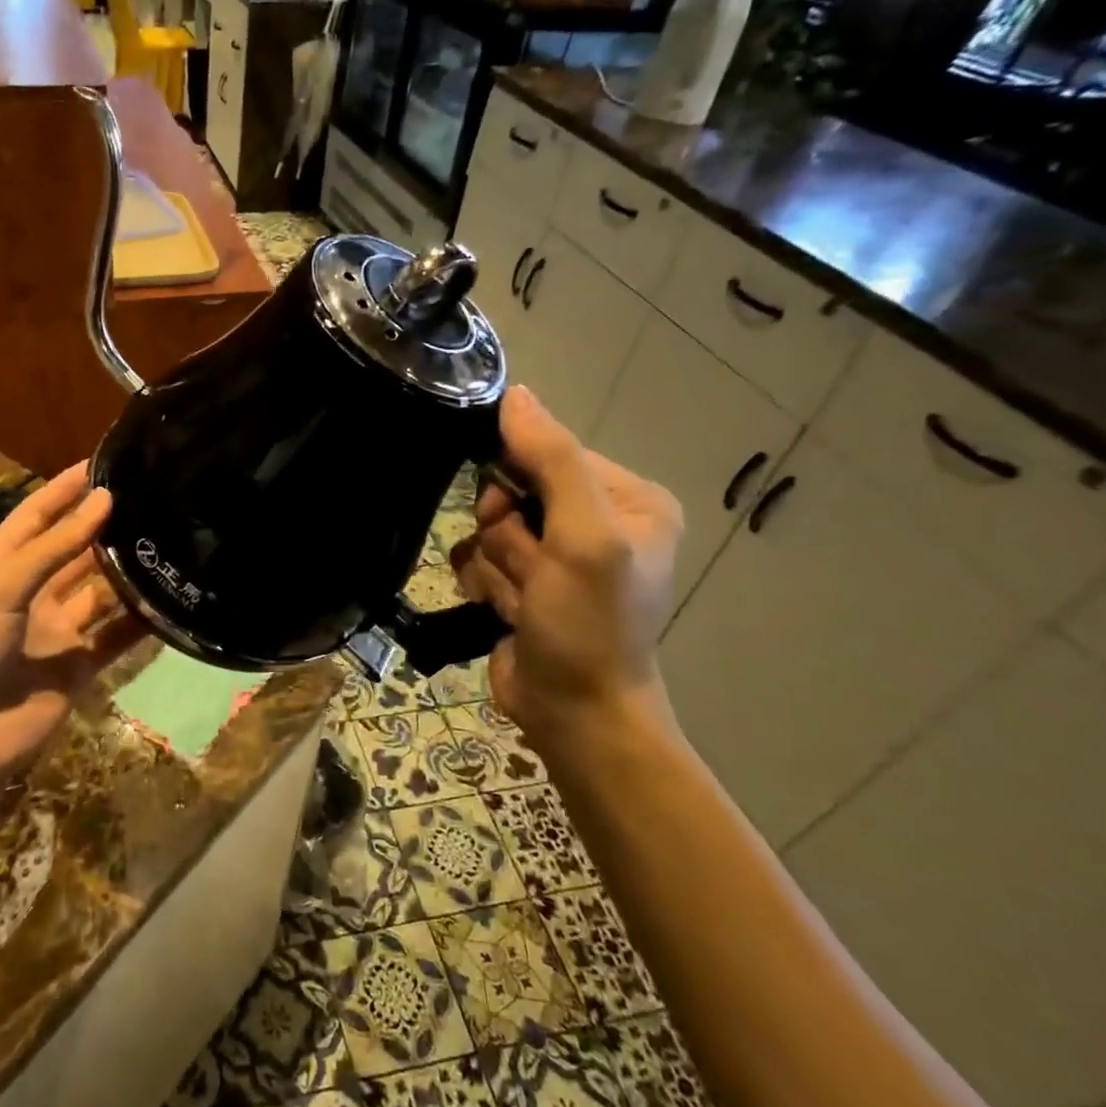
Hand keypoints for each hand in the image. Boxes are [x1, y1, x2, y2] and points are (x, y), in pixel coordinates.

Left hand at [0, 464, 146, 788]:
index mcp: (1, 566)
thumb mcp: (4, 584)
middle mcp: (31, 592)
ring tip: (165, 542)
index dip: (63, 490)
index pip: (36, 515)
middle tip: (147, 501)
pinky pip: (116, 636)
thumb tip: (105, 500)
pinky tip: (167, 601)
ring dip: (126, 571)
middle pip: (73, 551)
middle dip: (103, 528)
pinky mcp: (79, 664)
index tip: (100, 464)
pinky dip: (139, 622)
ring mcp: (57, 629)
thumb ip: (56, 544)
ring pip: (100, 591)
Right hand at [450, 387, 681, 732]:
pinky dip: (483, 584)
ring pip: (488, 529)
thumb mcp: (583, 537)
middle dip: (505, 534)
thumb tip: (515, 393)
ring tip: (519, 601)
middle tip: (526, 569)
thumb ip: (552, 461)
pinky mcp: (523, 583)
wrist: (573, 714)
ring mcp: (554, 556)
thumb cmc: (590, 625)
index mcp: (628, 499)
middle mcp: (594, 521)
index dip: (517, 481)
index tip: (513, 519)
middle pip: (512, 492)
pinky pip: (478, 559)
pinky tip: (503, 611)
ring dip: (494, 566)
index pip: (548, 453)